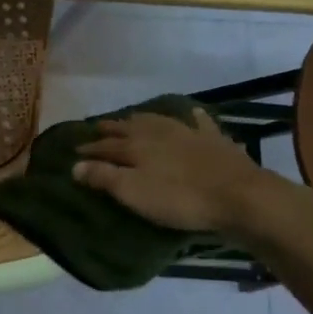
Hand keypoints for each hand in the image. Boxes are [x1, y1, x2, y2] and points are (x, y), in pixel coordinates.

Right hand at [72, 108, 267, 232]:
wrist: (238, 196)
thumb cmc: (179, 199)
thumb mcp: (134, 192)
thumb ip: (103, 177)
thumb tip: (74, 165)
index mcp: (137, 146)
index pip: (106, 145)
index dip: (90, 148)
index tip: (75, 150)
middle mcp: (159, 133)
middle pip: (130, 128)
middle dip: (112, 128)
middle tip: (98, 127)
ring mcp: (189, 133)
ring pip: (159, 121)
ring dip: (143, 119)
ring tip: (132, 118)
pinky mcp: (215, 140)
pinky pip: (200, 123)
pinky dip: (193, 118)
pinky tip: (192, 114)